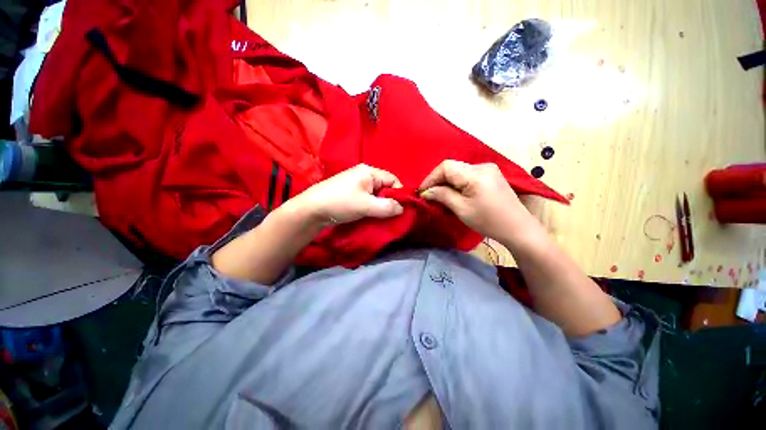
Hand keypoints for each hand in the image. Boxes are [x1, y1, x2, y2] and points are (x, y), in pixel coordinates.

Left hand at [284, 164, 403, 226]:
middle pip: (385, 187)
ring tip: (381, 217)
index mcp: (369, 172)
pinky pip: (369, 199)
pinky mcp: (352, 194)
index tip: (401, 209)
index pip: (393, 180)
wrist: (312, 210)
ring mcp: (357, 184)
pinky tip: (372, 215)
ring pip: (377, 195)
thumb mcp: (366, 206)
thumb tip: (403, 208)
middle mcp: (364, 175)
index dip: (400, 193)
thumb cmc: (341, 203)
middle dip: (390, 201)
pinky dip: (373, 207)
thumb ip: (387, 207)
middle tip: (391, 215)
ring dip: (381, 206)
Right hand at [419, 160, 535, 243]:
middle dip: (438, 181)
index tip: (422, 192)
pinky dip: (457, 183)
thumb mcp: (462, 209)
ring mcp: (488, 169)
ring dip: (446, 182)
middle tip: (429, 196)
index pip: (446, 167)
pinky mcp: (491, 175)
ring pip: (459, 171)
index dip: (431, 178)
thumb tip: (425, 191)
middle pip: (452, 167)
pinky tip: (454, 194)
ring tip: (439, 196)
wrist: (518, 228)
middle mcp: (482, 166)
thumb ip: (442, 195)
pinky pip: (467, 175)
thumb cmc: (488, 221)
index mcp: (476, 174)